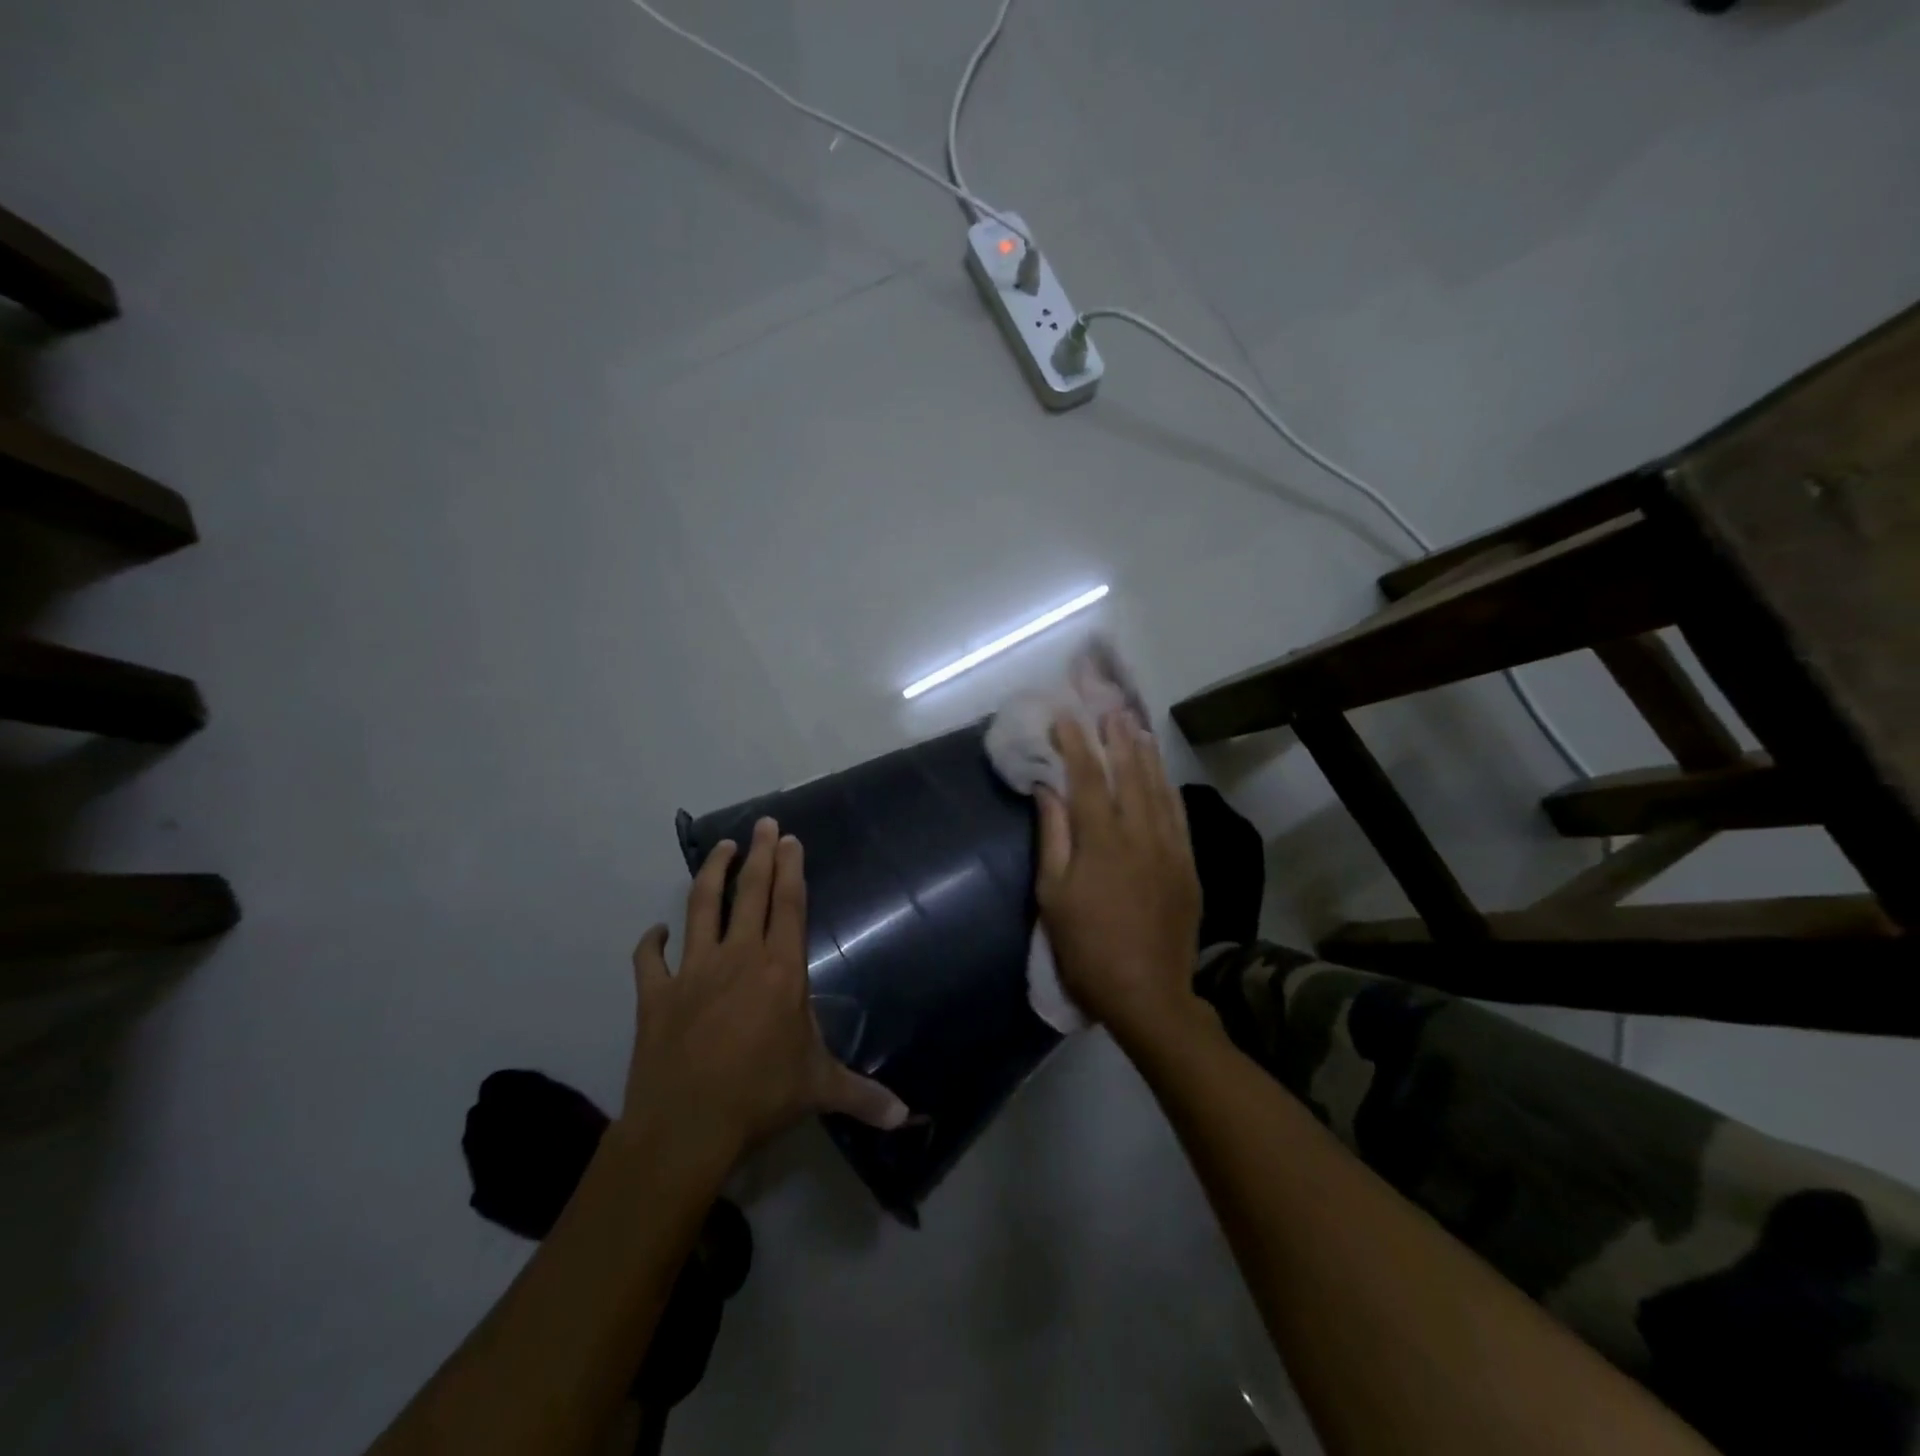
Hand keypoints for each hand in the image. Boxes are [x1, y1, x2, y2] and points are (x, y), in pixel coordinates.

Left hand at [622, 817, 909, 1160]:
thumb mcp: (819, 1090)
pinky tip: (657, 931)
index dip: (791, 869)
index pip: (789, 905)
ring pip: (701, 907)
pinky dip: (652, 941)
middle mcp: (738, 957)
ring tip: (722, 847)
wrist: (686, 1127)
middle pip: (751, 892)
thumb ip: (863, 1095)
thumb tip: (907, 1117)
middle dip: (761, 854)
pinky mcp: (656, 994)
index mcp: (780, 970)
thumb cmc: (760, 1098)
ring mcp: (693, 971)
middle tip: (766, 824)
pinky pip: (650, 959)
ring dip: (712, 873)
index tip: (791, 839)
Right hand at [1036, 712, 1202, 1046]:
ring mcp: (1170, 849)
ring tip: (1135, 726)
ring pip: (1158, 789)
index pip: (1088, 778)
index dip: (1076, 744)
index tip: (1065, 717)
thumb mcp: (1053, 895)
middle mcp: (1140, 834)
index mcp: (1102, 841)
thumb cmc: (1087, 947)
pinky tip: (1163, 775)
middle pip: (1129, 774)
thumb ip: (1053, 837)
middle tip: (1108, 708)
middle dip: (1116, 738)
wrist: (1147, 993)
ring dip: (1145, 755)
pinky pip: (1179, 815)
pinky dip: (1168, 789)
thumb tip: (1048, 790)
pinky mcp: (1188, 866)